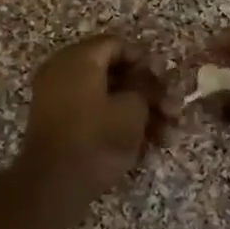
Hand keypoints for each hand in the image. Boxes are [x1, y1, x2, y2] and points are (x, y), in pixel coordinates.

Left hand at [15, 33, 172, 208]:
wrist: (56, 184)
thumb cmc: (98, 137)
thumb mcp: (133, 109)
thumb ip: (146, 89)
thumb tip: (147, 84)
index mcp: (78, 59)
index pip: (116, 44)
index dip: (145, 59)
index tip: (165, 78)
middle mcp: (64, 73)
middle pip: (115, 73)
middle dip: (149, 93)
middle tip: (174, 109)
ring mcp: (59, 101)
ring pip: (108, 99)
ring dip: (141, 114)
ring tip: (168, 136)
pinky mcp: (61, 127)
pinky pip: (95, 116)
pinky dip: (120, 126)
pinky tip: (147, 147)